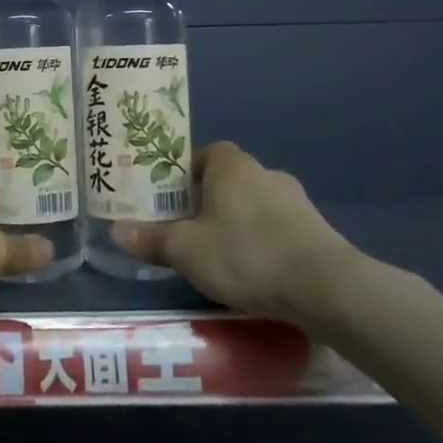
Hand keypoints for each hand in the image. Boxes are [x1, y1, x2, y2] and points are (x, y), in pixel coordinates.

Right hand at [108, 142, 359, 326]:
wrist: (326, 288)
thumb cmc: (246, 254)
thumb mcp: (187, 250)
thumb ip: (151, 238)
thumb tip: (115, 230)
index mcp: (231, 165)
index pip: (203, 154)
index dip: (183, 173)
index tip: (169, 199)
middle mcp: (264, 172)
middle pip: (226, 180)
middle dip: (207, 201)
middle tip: (187, 229)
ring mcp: (296, 201)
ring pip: (253, 205)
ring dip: (236, 222)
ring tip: (219, 255)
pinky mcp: (316, 231)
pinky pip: (277, 228)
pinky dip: (262, 242)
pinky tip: (253, 271)